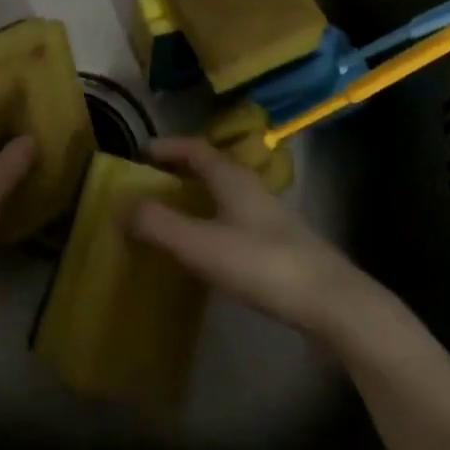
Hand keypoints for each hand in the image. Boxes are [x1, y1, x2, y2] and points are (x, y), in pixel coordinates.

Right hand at [126, 136, 411, 346]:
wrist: (332, 303)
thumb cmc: (261, 264)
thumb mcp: (200, 244)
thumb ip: (157, 224)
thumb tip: (117, 205)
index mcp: (231, 177)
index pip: (195, 148)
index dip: (168, 147)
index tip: (141, 153)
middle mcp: (250, 188)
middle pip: (211, 169)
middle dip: (180, 172)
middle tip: (150, 186)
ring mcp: (269, 217)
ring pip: (225, 195)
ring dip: (197, 198)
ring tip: (172, 218)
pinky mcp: (280, 245)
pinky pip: (236, 220)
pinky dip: (213, 223)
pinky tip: (207, 251)